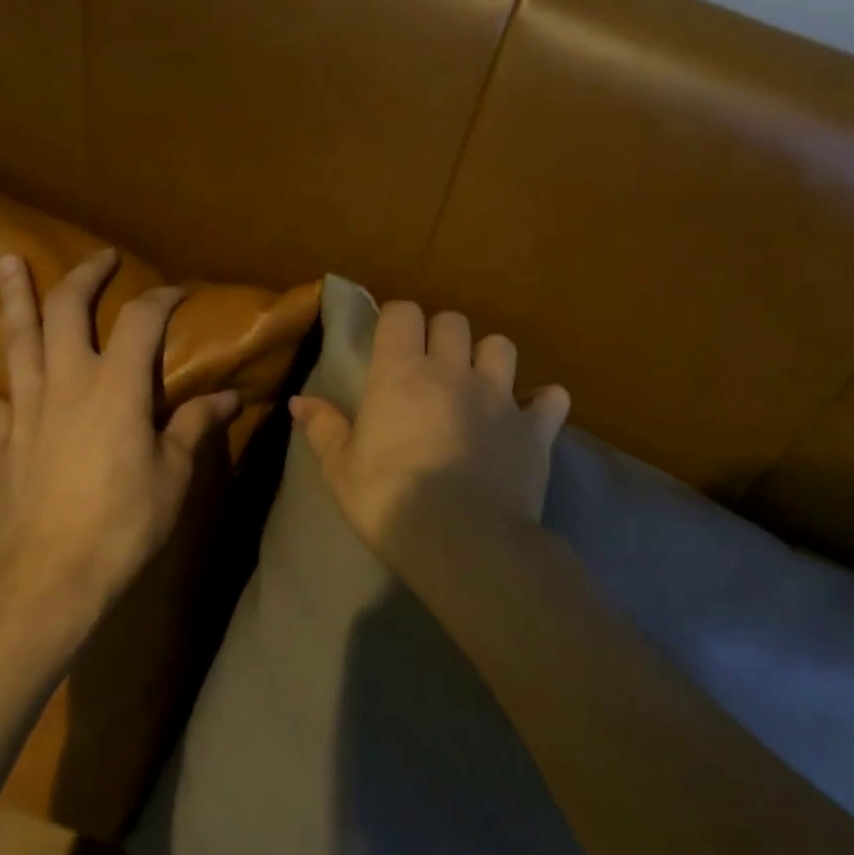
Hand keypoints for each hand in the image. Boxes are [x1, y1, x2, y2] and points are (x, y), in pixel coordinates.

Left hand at [0, 251, 239, 647]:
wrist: (49, 577)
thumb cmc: (124, 522)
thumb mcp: (173, 474)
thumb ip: (195, 426)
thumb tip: (228, 397)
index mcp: (116, 387)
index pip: (140, 321)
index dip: (162, 298)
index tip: (179, 291)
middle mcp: (67, 383)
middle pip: (66, 312)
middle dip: (84, 278)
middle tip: (100, 258)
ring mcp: (28, 409)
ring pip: (18, 340)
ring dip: (16, 298)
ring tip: (8, 262)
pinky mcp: (5, 440)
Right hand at [289, 301, 569, 569]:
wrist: (463, 542)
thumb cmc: (390, 502)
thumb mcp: (341, 471)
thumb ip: (323, 428)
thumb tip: (300, 400)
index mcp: (402, 374)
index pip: (403, 313)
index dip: (397, 321)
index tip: (391, 344)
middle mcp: (454, 372)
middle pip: (454, 321)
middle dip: (442, 335)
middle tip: (432, 367)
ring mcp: (500, 397)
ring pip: (502, 346)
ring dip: (490, 358)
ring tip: (480, 385)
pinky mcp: (535, 429)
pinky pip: (552, 399)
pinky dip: (543, 403)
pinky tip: (531, 418)